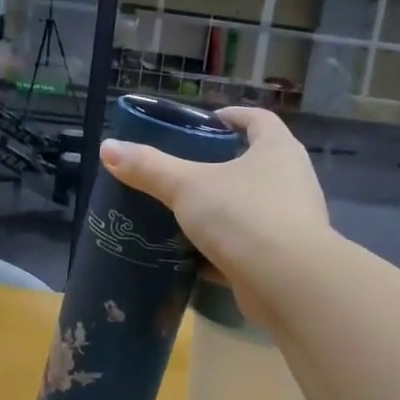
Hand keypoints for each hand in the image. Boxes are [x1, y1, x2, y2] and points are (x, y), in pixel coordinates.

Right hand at [99, 106, 332, 322]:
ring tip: (186, 212)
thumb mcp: (187, 187)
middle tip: (187, 169)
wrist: (288, 284)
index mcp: (277, 150)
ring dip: (224, 209)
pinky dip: (226, 249)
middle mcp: (292, 180)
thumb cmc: (243, 217)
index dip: (233, 116)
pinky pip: (250, 245)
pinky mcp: (285, 259)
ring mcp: (292, 222)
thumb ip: (149, 168)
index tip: (207, 122)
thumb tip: (107, 148)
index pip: (258, 120)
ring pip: (253, 207)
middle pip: (257, 163)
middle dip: (224, 165)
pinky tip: (196, 256)